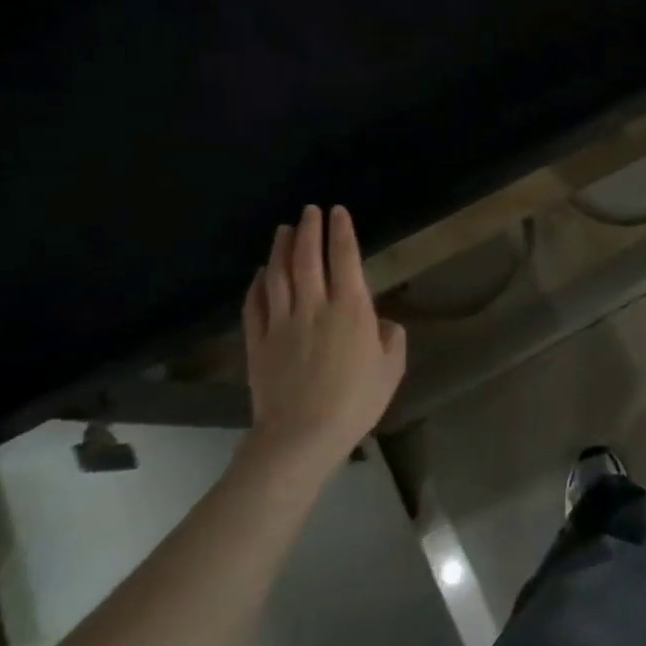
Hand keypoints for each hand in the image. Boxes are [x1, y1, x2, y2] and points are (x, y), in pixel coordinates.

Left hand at [241, 205, 407, 471]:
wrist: (301, 435)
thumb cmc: (356, 401)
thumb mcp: (391, 368)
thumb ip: (390, 337)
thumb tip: (380, 323)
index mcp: (351, 309)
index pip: (345, 259)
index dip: (341, 232)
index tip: (338, 212)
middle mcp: (314, 307)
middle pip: (308, 259)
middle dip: (309, 231)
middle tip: (309, 210)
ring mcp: (281, 324)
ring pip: (278, 276)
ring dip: (281, 249)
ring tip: (284, 230)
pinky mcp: (257, 343)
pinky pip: (254, 306)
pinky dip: (257, 285)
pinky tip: (260, 273)